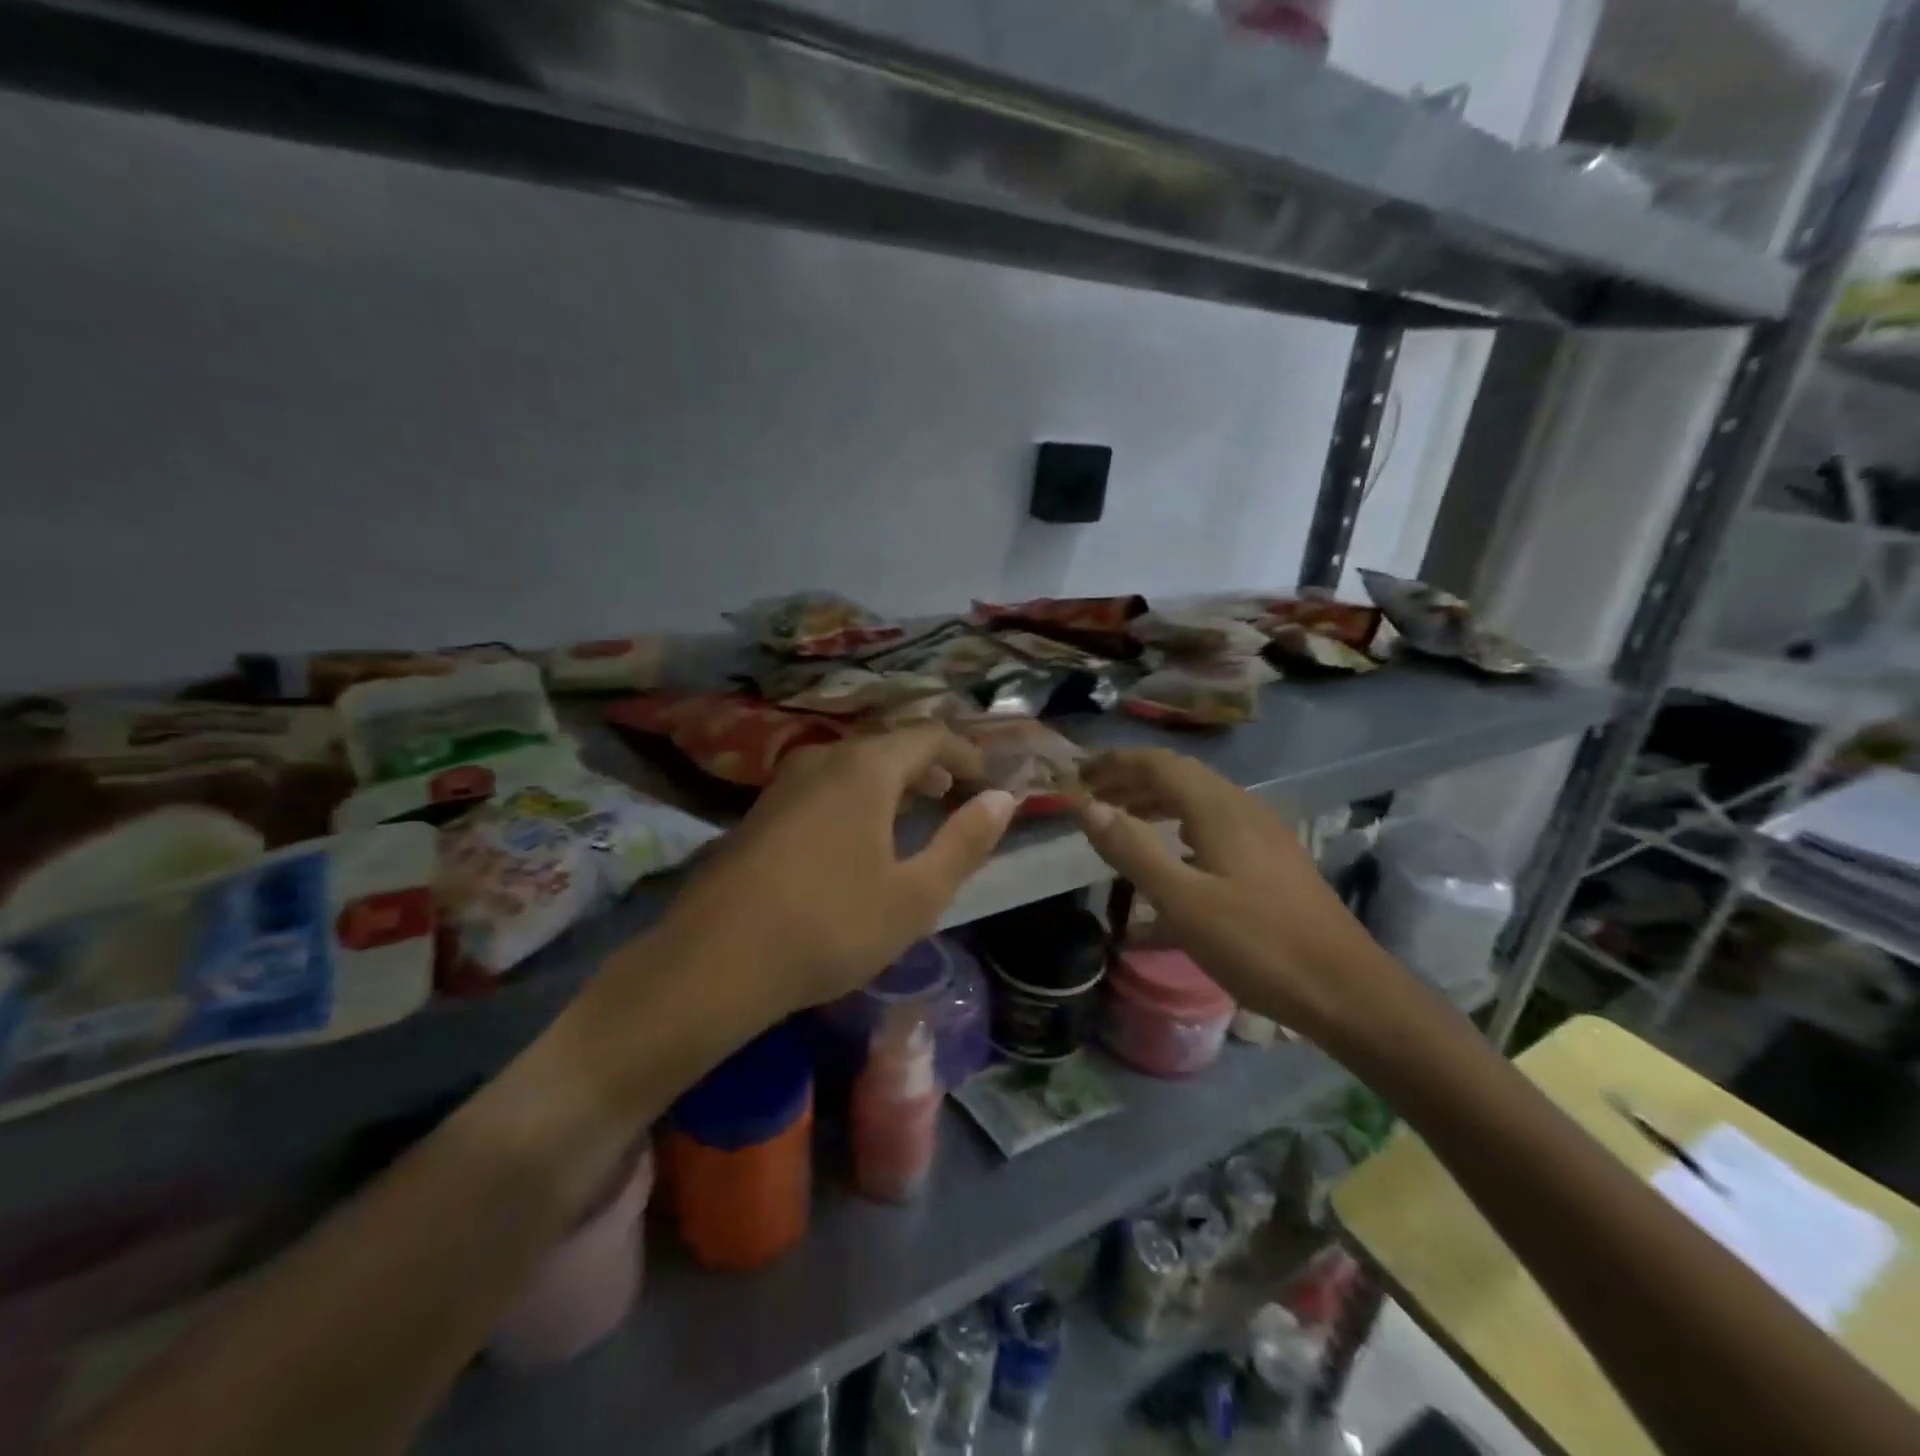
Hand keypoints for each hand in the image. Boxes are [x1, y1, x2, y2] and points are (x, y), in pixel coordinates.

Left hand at [658, 725, 1017, 1018]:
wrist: (713, 962)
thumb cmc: (831, 925)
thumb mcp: (916, 894)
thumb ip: (965, 842)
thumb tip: (1004, 798)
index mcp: (865, 768)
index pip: (929, 735)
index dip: (966, 752)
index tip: (987, 780)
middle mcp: (823, 759)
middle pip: (888, 744)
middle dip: (928, 765)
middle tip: (955, 793)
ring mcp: (784, 783)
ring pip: (852, 764)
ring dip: (891, 781)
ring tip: (913, 812)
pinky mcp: (759, 812)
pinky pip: (823, 786)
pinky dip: (856, 796)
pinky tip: (858, 838)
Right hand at [1073, 748, 1402, 1049]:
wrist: (1345, 991)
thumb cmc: (1257, 944)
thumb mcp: (1183, 901)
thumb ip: (1132, 850)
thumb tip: (1088, 807)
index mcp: (1219, 809)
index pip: (1159, 764)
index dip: (1115, 763)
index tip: (1078, 775)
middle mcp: (1242, 810)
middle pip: (1179, 777)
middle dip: (1132, 780)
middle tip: (1092, 798)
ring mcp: (1262, 836)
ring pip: (1198, 803)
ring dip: (1156, 804)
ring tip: (1122, 823)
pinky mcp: (1272, 863)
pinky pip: (1215, 830)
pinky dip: (1180, 831)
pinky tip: (1171, 864)